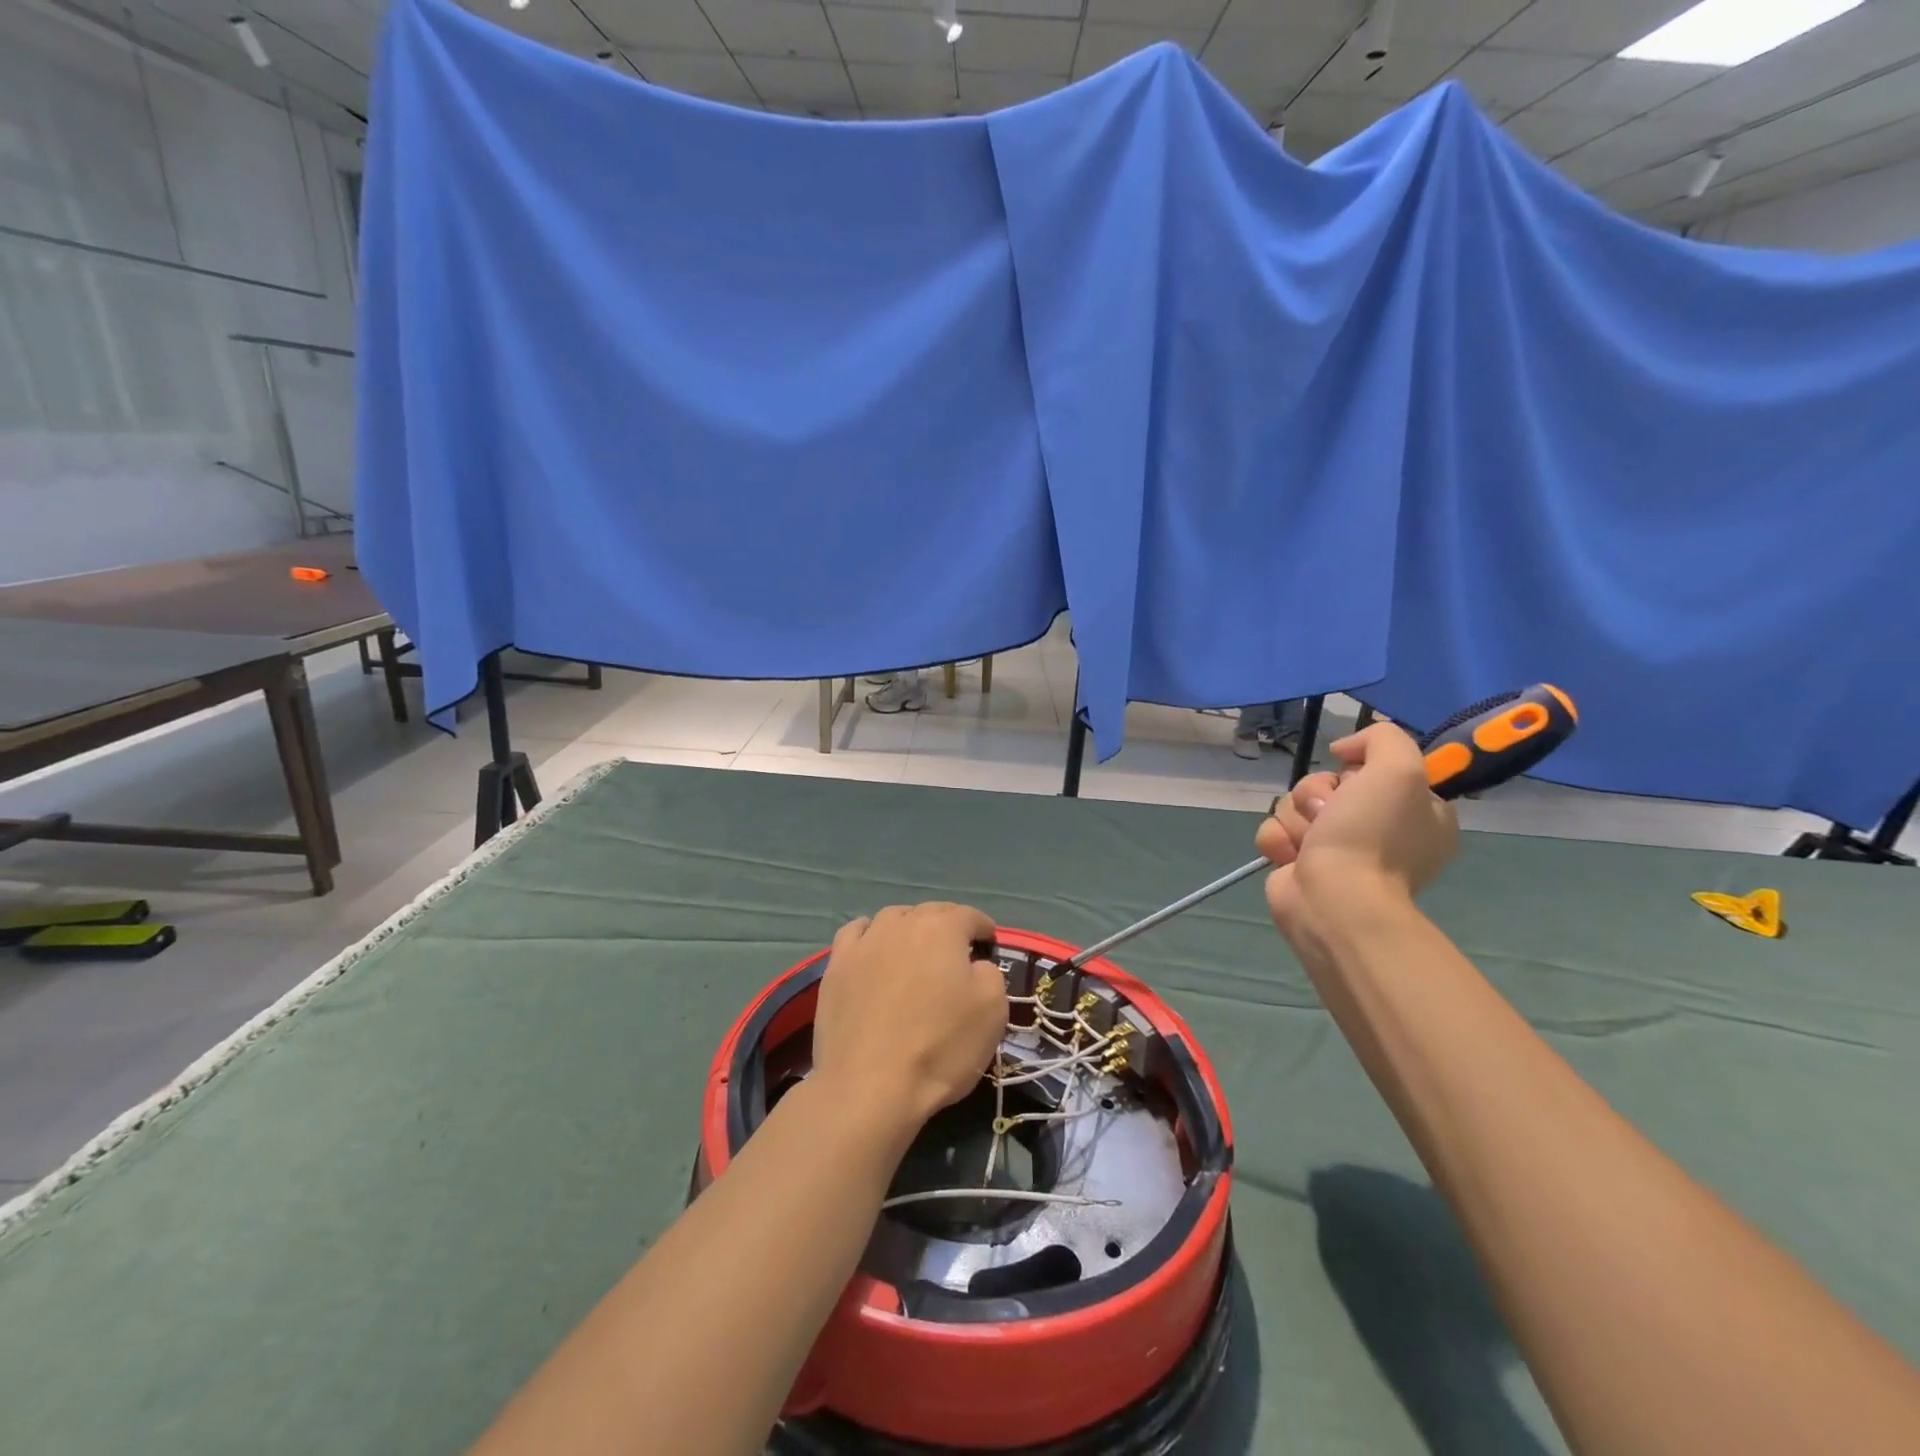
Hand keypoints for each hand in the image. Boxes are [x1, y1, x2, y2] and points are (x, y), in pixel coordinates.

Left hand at [811, 904, 1007, 1137]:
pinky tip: (873, 951)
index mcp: (942, 928)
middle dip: (948, 926)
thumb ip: (990, 973)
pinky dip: (870, 936)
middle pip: (930, 913)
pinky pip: (856, 934)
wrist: (869, 1087)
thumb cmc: (940, 1047)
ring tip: (915, 953)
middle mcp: (901, 923)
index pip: (969, 916)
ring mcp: (864, 942)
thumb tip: (975, 965)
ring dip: (909, 929)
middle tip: (956, 953)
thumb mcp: (992, 1011)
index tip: (989, 946)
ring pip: (892, 919)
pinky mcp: (836, 966)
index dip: (983, 929)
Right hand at [1255, 723, 1458, 953]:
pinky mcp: (1301, 864)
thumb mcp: (1399, 769)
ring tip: (1309, 842)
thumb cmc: (1371, 836)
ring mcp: (1337, 849)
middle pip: (1327, 783)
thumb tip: (1342, 750)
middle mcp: (1380, 830)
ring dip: (1296, 817)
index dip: (1359, 770)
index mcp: (1417, 813)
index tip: (1358, 782)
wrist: (1335, 900)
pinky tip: (1291, 856)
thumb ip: (1382, 738)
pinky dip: (1278, 839)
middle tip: (1328, 814)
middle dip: (1317, 793)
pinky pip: (1276, 831)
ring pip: (1296, 804)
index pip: (1374, 769)